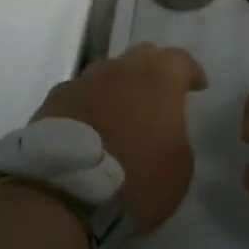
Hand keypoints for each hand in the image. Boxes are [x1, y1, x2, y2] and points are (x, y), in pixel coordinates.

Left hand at [32, 43, 207, 231]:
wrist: (63, 194)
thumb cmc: (135, 180)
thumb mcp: (180, 167)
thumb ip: (177, 135)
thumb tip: (165, 128)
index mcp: (157, 81)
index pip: (180, 59)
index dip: (191, 72)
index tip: (196, 89)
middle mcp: (119, 71)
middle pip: (142, 55)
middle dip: (154, 70)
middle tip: (159, 96)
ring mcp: (82, 83)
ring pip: (107, 72)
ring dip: (118, 86)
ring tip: (120, 112)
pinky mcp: (52, 102)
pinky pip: (79, 94)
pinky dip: (89, 105)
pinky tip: (89, 127)